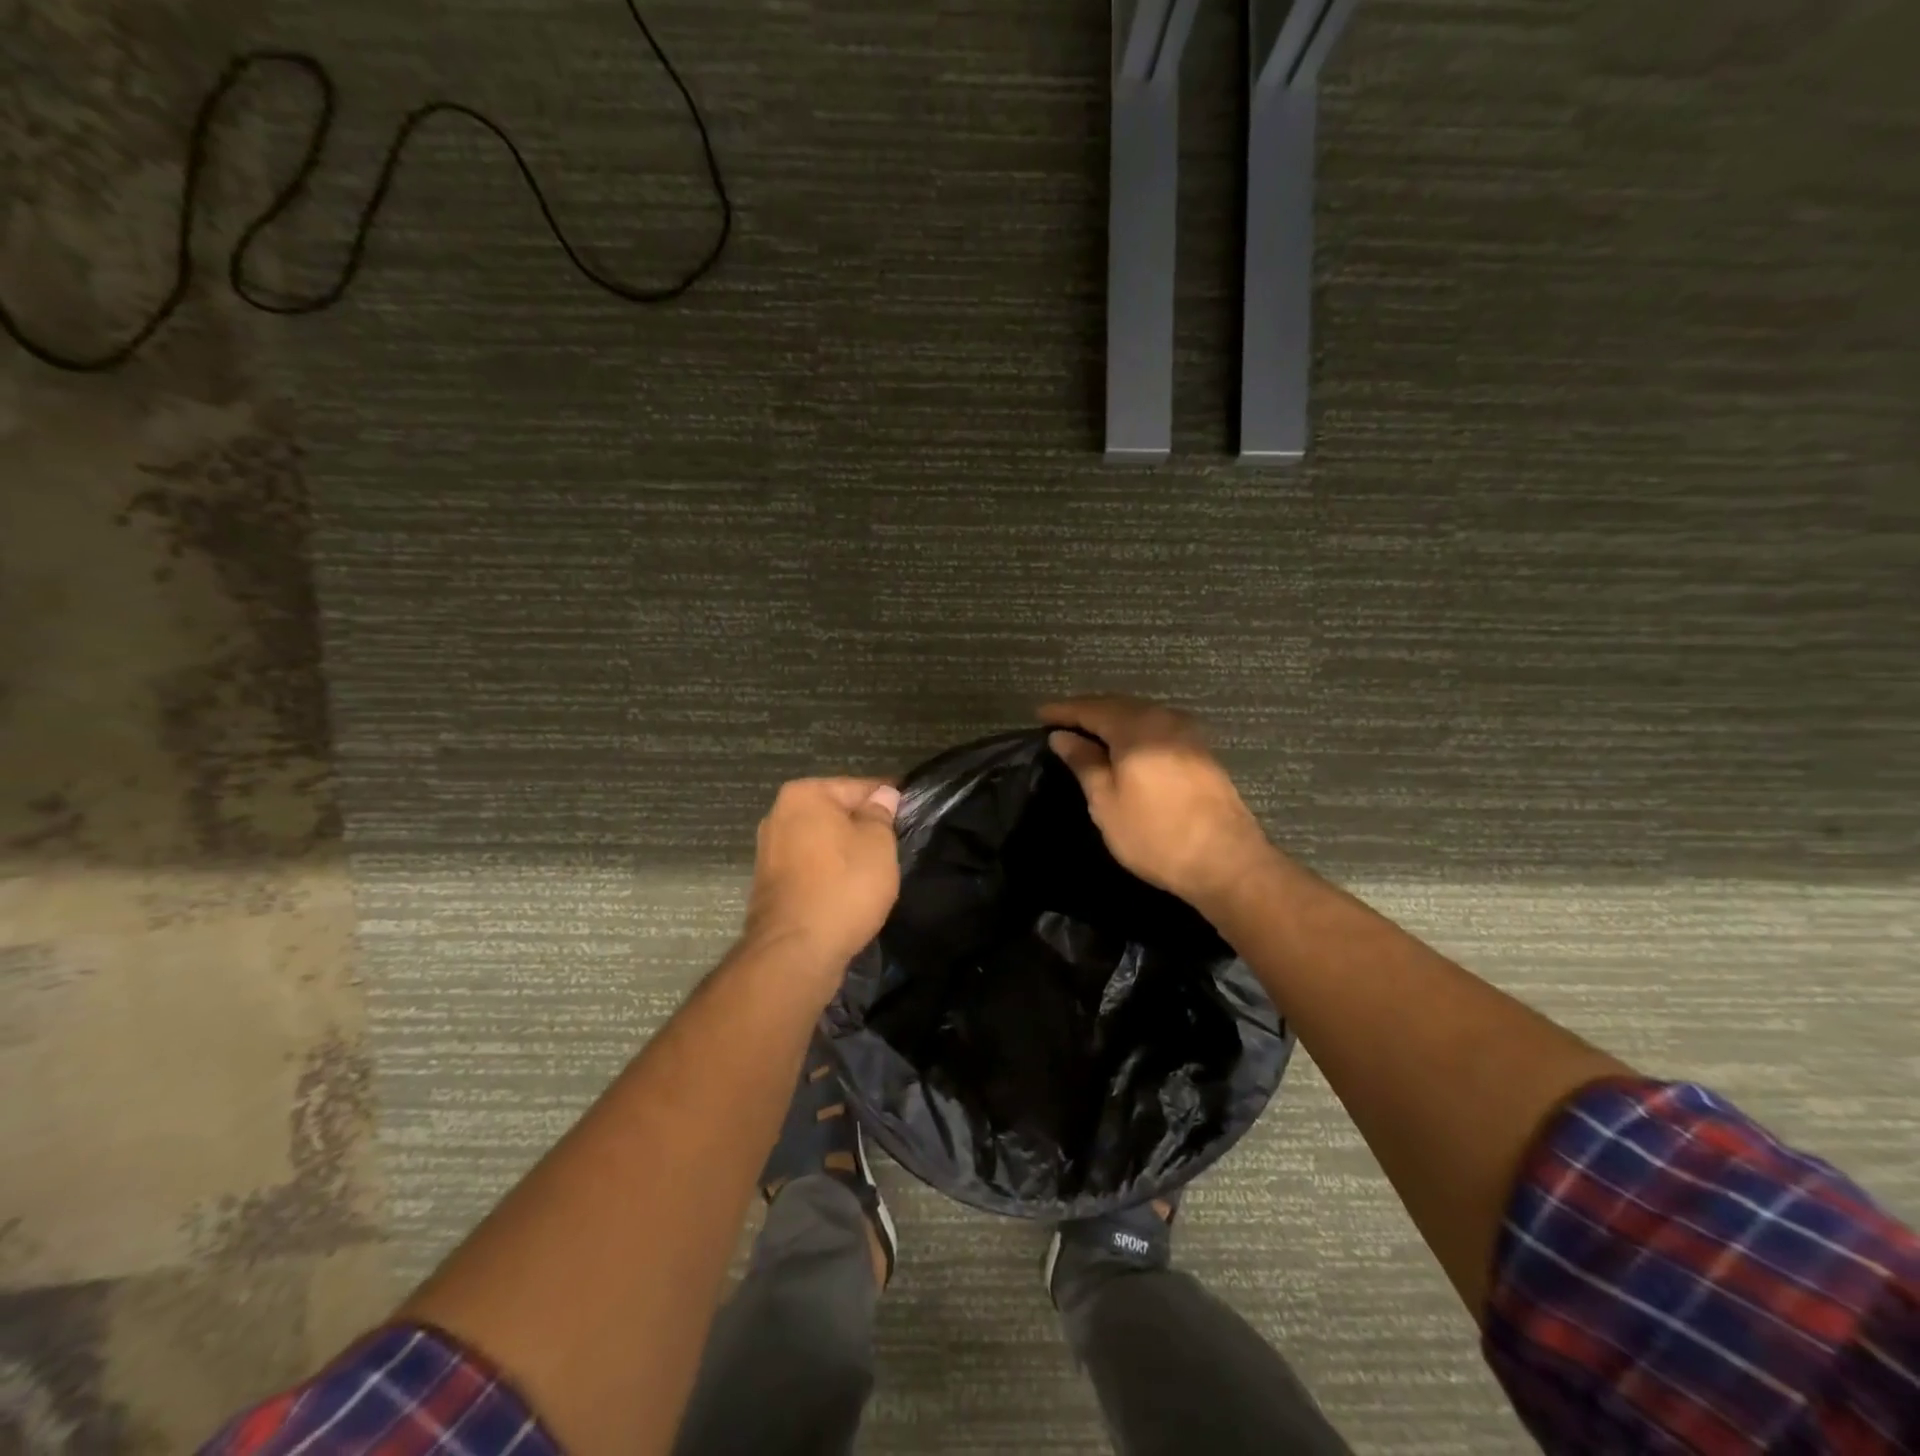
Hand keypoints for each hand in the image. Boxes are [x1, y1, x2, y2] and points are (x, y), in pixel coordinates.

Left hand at [744, 778, 901, 969]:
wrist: (795, 951)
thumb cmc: (844, 886)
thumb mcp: (878, 843)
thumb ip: (881, 814)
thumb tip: (883, 795)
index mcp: (804, 795)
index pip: (859, 786)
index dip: (889, 799)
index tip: (911, 813)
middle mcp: (779, 814)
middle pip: (835, 813)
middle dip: (863, 825)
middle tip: (896, 844)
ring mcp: (769, 850)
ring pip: (822, 841)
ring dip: (846, 851)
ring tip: (876, 870)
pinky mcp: (769, 883)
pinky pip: (810, 867)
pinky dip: (829, 873)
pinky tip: (849, 889)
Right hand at [1041, 696, 1276, 914]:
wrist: (1227, 862)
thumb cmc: (1155, 834)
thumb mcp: (1106, 802)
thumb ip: (1083, 762)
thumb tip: (1062, 736)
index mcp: (1136, 728)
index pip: (1091, 708)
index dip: (1063, 710)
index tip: (1038, 714)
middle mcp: (1164, 720)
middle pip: (1118, 705)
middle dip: (1088, 711)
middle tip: (1061, 722)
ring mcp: (1188, 734)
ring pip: (1141, 715)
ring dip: (1113, 720)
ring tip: (1089, 734)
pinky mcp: (1202, 752)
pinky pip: (1158, 728)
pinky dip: (1134, 731)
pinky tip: (1126, 747)